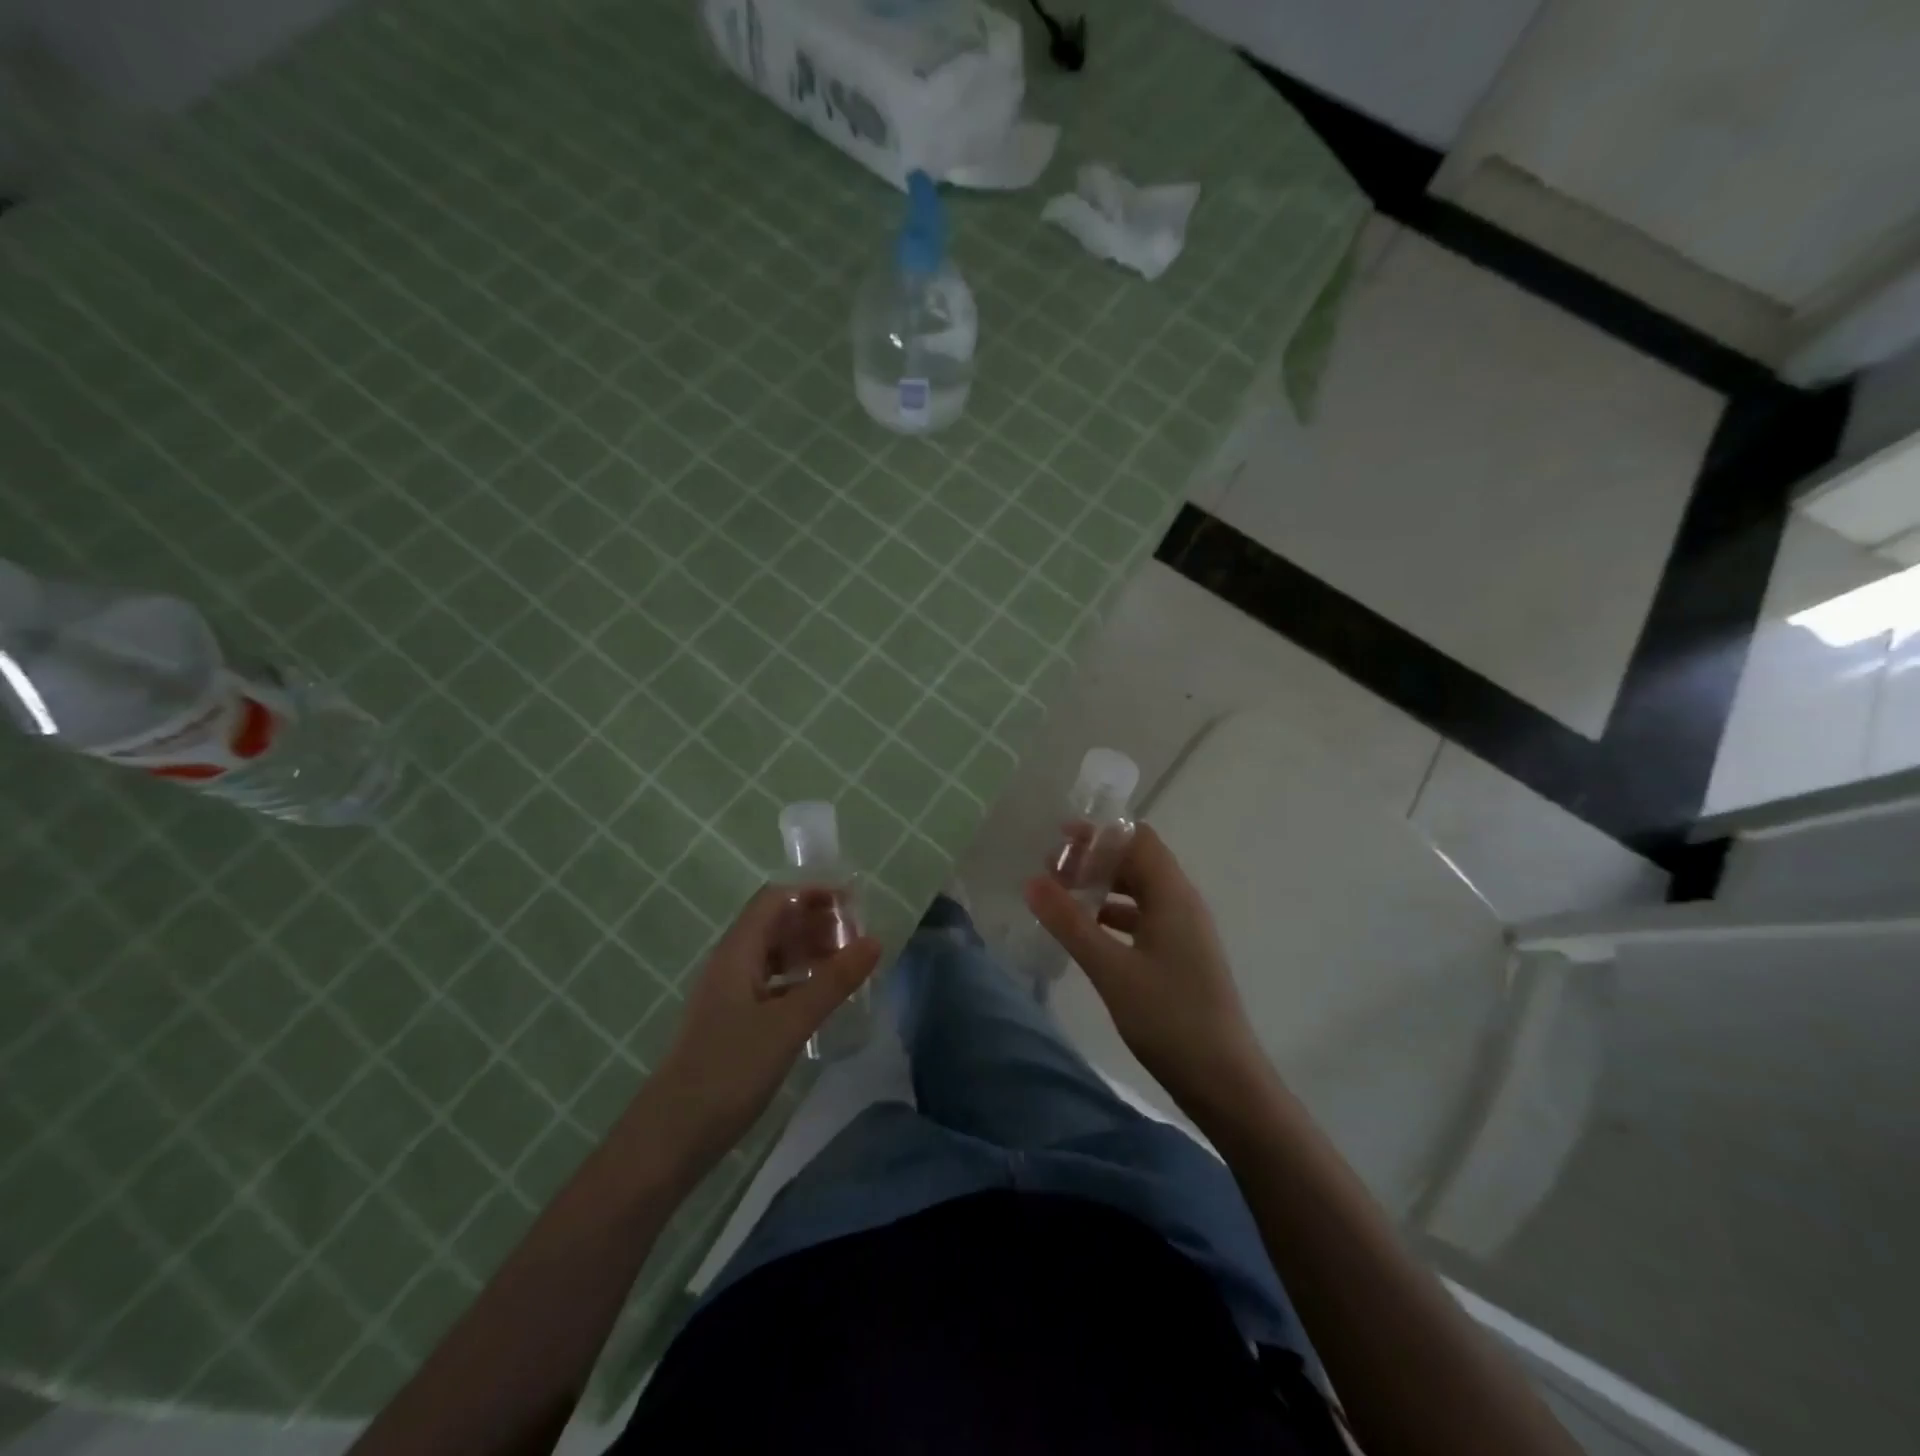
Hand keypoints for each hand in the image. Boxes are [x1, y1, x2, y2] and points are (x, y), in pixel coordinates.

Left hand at [645, 885, 880, 1171]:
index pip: (776, 899)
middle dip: (817, 922)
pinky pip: (772, 984)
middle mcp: (731, 964)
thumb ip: (833, 981)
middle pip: (776, 924)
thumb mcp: (789, 1023)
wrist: (673, 1136)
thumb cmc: (729, 1070)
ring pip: (774, 955)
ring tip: (848, 965)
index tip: (854, 904)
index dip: (814, 893)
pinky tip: (822, 1000)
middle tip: (858, 938)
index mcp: (737, 952)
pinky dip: (800, 981)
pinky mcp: (733, 1022)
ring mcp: (730, 994)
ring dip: (810, 951)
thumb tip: (874, 940)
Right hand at [1026, 825, 1273, 1116]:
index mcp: (1172, 895)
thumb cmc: (1169, 1017)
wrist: (1225, 1082)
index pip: (1138, 838)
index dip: (1100, 833)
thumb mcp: (1111, 969)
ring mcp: (1184, 932)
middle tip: (1050, 872)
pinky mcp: (1181, 958)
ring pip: (1139, 893)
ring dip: (1103, 889)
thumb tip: (1032, 881)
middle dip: (1095, 860)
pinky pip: (1143, 920)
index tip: (1059, 839)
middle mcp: (1182, 904)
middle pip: (1137, 862)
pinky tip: (1086, 934)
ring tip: (1061, 899)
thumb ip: (1070, 923)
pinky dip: (1113, 917)